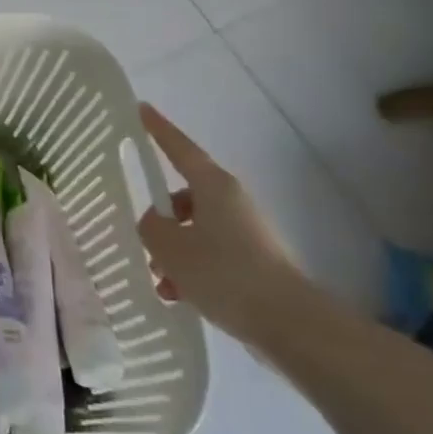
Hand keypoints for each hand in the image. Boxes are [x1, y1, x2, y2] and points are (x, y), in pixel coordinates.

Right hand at [134, 103, 305, 341]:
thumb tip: (155, 223)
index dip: (158, 129)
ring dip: (174, 252)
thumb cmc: (225, 274)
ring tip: (162, 283)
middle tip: (144, 243)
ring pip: (195, 230)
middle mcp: (231, 201)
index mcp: (213, 186)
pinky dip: (192, 270)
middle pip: (184, 198)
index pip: (179, 148)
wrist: (291, 324)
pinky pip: (211, 254)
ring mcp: (246, 232)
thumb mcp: (170, 248)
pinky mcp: (254, 261)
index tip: (141, 109)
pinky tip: (180, 297)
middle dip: (161, 220)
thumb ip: (151, 227)